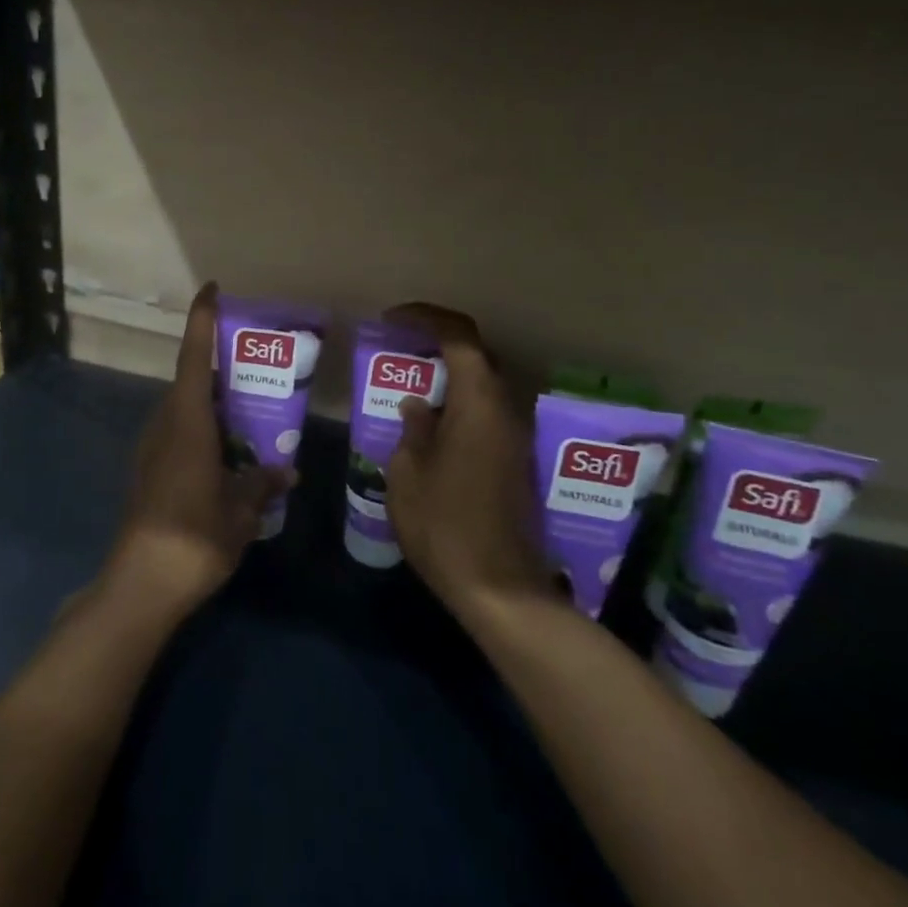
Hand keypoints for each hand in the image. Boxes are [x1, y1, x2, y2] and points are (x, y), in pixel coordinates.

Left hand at [107, 283, 291, 618]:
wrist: (142, 582)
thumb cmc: (194, 535)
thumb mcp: (240, 511)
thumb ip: (262, 484)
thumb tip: (286, 471)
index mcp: (187, 423)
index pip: (194, 358)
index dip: (201, 321)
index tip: (212, 289)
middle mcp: (165, 426)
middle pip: (191, 381)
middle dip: (218, 366)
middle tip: (255, 363)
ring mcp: (153, 449)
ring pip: (185, 409)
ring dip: (212, 402)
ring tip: (249, 408)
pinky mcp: (149, 471)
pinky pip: (180, 433)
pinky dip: (204, 429)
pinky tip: (228, 451)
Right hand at [381, 303, 550, 624]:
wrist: (499, 588)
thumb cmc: (445, 526)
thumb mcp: (409, 475)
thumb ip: (412, 430)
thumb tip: (418, 406)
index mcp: (478, 404)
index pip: (460, 337)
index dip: (426, 318)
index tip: (392, 320)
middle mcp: (505, 411)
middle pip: (478, 356)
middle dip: (439, 343)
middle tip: (401, 351)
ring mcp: (515, 438)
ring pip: (484, 386)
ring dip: (450, 376)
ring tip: (411, 387)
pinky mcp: (515, 462)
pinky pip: (487, 413)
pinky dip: (460, 404)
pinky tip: (432, 427)